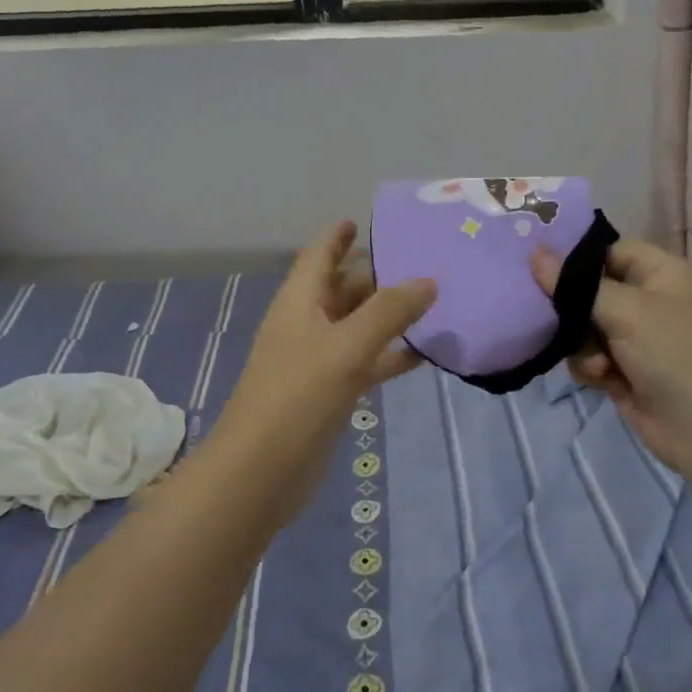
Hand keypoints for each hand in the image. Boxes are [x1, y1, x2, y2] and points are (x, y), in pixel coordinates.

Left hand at [211, 222, 435, 520]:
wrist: (261, 472)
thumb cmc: (298, 396)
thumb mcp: (346, 347)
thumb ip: (388, 312)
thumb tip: (428, 280)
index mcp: (299, 303)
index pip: (318, 256)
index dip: (336, 237)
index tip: (361, 220)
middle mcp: (306, 325)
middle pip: (341, 289)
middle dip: (374, 275)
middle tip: (420, 260)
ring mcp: (316, 361)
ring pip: (355, 326)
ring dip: (386, 316)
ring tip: (431, 301)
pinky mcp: (328, 394)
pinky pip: (363, 363)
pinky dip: (388, 356)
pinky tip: (422, 354)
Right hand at [531, 238, 691, 472]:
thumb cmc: (672, 354)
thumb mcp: (625, 311)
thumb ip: (576, 284)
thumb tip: (534, 253)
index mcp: (660, 273)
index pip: (608, 250)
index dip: (577, 259)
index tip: (540, 268)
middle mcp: (647, 299)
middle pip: (590, 290)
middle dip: (574, 311)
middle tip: (557, 319)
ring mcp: (635, 336)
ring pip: (582, 326)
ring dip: (582, 345)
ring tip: (598, 363)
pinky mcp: (623, 368)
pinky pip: (587, 355)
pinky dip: (590, 366)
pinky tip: (602, 380)